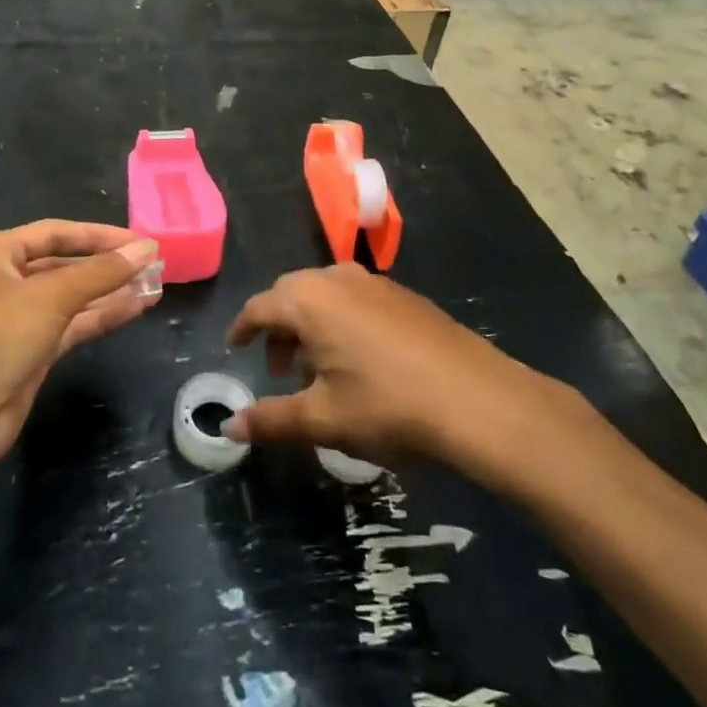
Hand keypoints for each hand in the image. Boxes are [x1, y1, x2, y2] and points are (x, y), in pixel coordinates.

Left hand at [0, 221, 160, 474]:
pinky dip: (102, 317)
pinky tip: (135, 309)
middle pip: (64, 264)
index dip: (100, 235)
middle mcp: (4, 281)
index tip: (141, 240)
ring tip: (155, 286)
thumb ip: (100, 272)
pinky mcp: (28, 354)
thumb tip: (146, 248)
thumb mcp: (49, 297)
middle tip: (154, 265)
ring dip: (111, 292)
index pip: (56, 233)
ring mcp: (15, 321)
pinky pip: (71, 326)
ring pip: (72, 298)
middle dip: (108, 265)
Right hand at [225, 263, 528, 464]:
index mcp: (309, 300)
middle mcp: (337, 279)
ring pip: (326, 295)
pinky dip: (342, 321)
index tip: (236, 347)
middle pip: (292, 294)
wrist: (478, 399)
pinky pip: (356, 299)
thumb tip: (228, 427)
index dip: (243, 328)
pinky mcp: (406, 296)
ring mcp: (376, 283)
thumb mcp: (322, 419)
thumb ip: (270, 419)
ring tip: (320, 368)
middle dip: (278, 328)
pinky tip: (361, 361)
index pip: (260, 306)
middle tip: (280, 368)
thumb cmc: (387, 406)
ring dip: (311, 324)